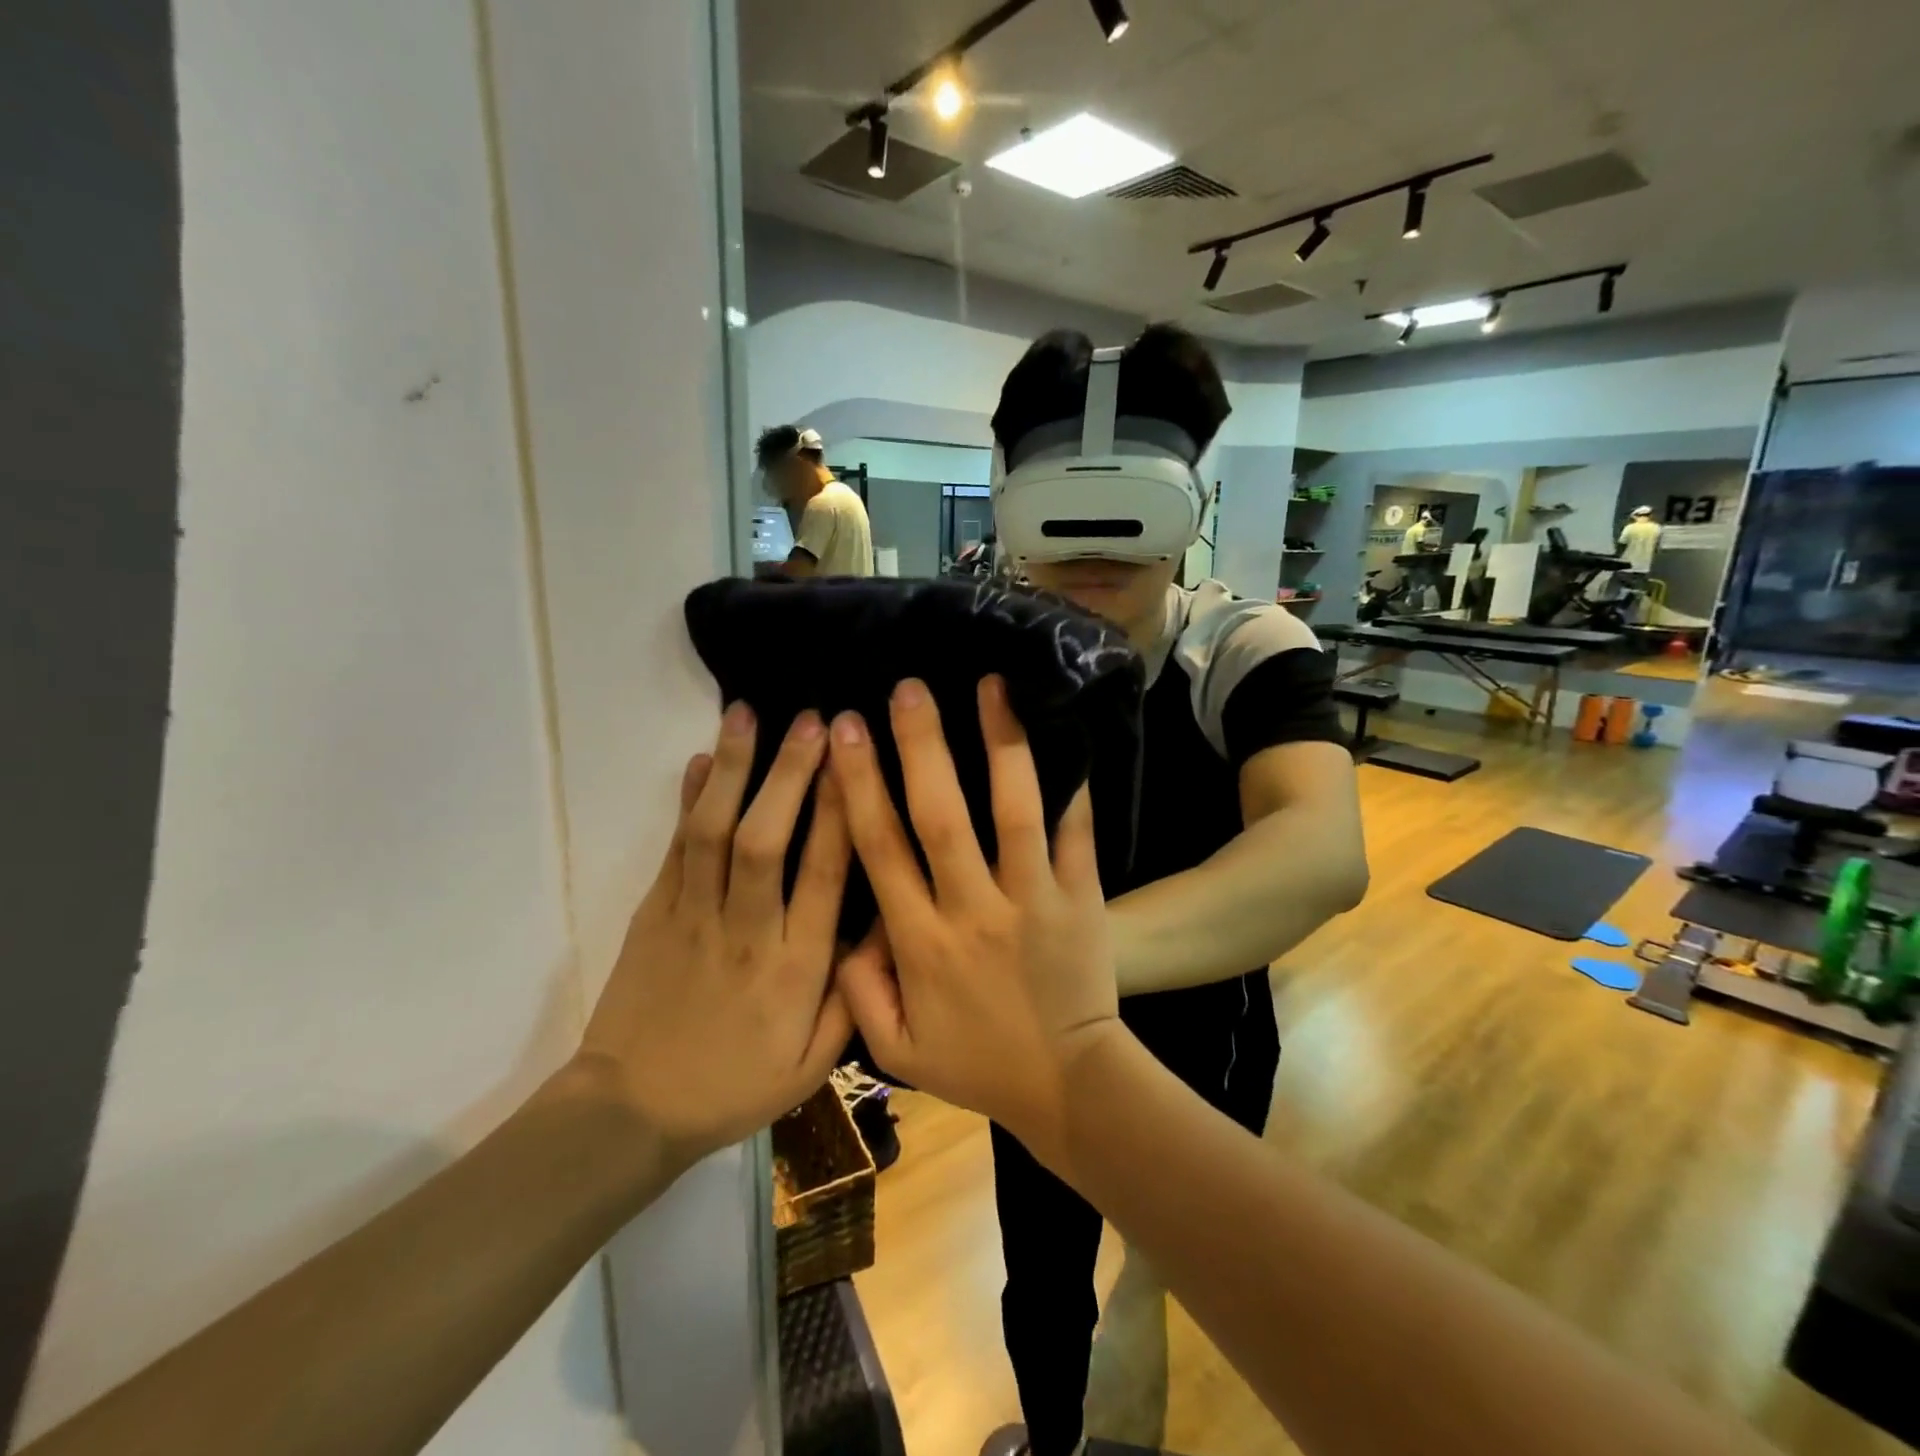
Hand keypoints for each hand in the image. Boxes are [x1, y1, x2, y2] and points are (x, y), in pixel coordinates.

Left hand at [575, 703, 853, 1170]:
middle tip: (812, 719)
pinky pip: (673, 847)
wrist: (631, 1111)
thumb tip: (883, 925)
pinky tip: (703, 758)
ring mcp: (692, 917)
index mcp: (795, 968)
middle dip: (790, 773)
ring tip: (747, 713)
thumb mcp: (814, 1064)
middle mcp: (746, 931)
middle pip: (765, 840)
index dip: (841, 811)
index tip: (855, 760)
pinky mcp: (652, 913)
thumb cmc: (735, 1086)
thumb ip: (854, 996)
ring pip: (712, 831)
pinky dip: (688, 799)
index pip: (823, 875)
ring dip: (734, 769)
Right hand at [830, 676, 1120, 1158]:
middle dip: (920, 747)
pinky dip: (1073, 787)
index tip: (844, 731)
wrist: (1068, 1084)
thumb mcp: (896, 1048)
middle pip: (940, 816)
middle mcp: (973, 910)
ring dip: (1001, 745)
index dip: (858, 786)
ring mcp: (1033, 899)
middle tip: (908, 688)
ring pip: (1014, 811)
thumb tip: (842, 926)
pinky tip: (1069, 735)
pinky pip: (1077, 834)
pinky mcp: (1080, 898)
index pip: (880, 850)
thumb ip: (857, 988)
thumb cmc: (978, 1063)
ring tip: (992, 685)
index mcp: (922, 942)